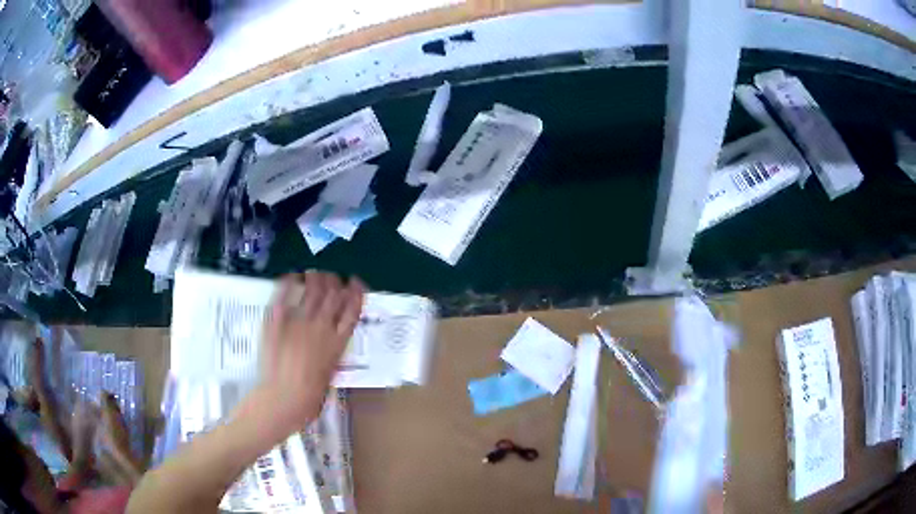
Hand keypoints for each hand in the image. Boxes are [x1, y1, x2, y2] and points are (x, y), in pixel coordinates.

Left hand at [257, 271, 363, 432]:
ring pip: (313, 289)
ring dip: (316, 278)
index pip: (352, 310)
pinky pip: (285, 294)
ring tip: (314, 274)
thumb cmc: (309, 397)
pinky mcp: (277, 319)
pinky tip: (293, 276)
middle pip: (333, 295)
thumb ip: (329, 356)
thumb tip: (326, 344)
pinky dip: (290, 281)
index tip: (355, 282)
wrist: (282, 397)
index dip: (356, 293)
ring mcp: (299, 320)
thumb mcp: (329, 376)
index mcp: (337, 342)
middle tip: (332, 277)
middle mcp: (322, 326)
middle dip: (335, 281)